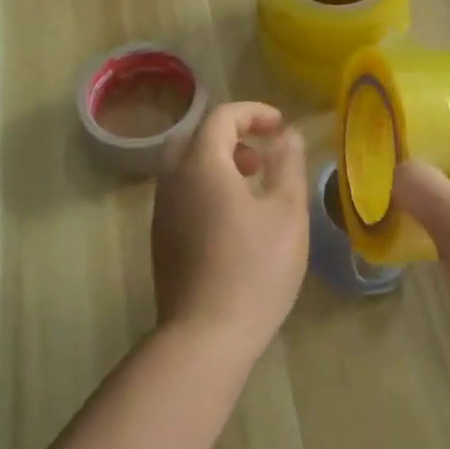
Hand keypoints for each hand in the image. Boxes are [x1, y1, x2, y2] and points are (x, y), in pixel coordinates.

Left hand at [151, 101, 307, 360]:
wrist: (206, 335)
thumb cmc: (255, 269)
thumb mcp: (286, 213)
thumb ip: (287, 165)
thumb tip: (288, 135)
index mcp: (202, 165)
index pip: (221, 118)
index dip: (253, 113)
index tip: (280, 126)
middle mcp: (173, 181)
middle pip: (195, 138)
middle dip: (230, 135)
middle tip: (260, 155)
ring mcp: (162, 212)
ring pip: (184, 167)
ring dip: (217, 162)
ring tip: (253, 185)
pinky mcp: (161, 239)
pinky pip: (181, 193)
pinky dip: (206, 187)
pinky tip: (234, 219)